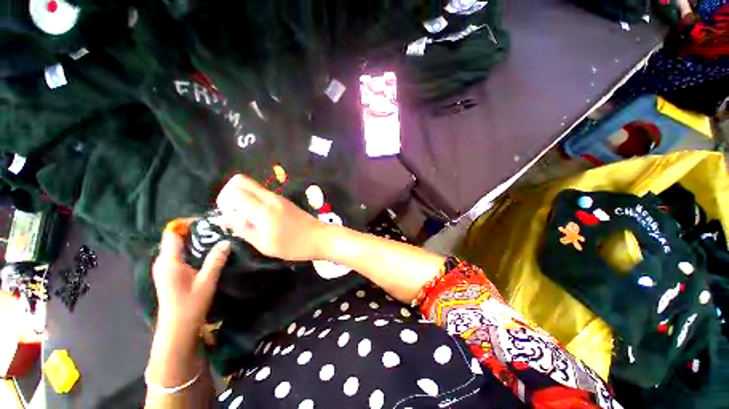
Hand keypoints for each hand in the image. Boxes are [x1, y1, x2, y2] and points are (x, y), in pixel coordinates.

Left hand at [152, 220, 230, 332]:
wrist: (177, 328)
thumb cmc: (190, 305)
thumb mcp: (206, 281)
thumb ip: (216, 260)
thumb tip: (227, 241)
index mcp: (169, 261)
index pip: (172, 234)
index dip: (186, 224)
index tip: (206, 221)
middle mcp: (162, 262)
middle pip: (175, 238)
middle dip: (193, 231)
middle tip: (215, 229)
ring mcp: (164, 268)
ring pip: (177, 246)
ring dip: (194, 240)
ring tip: (214, 237)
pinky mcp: (168, 274)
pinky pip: (179, 254)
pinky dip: (191, 249)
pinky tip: (206, 252)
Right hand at [216, 174, 327, 261]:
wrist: (319, 237)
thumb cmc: (293, 245)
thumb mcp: (265, 244)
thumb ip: (244, 229)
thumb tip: (227, 217)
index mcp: (264, 209)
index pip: (235, 191)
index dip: (223, 200)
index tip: (227, 215)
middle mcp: (270, 197)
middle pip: (241, 180)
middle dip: (229, 192)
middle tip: (232, 212)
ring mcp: (278, 197)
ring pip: (252, 186)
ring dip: (242, 197)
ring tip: (246, 218)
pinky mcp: (283, 200)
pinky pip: (262, 193)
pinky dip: (253, 200)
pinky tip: (258, 217)